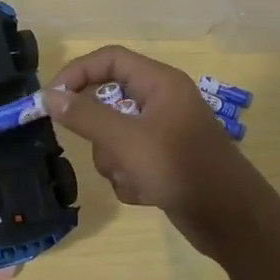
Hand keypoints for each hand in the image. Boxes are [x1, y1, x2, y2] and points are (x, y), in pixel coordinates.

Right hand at [45, 46, 261, 259]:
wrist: (230, 219)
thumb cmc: (180, 168)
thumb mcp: (127, 140)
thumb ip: (85, 116)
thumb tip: (49, 96)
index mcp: (159, 83)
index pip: (109, 59)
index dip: (77, 73)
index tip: (50, 99)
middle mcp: (161, 102)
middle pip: (108, 101)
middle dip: (100, 133)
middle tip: (107, 150)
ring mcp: (163, 134)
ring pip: (114, 137)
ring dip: (115, 161)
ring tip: (134, 177)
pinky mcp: (163, 163)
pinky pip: (128, 162)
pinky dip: (129, 179)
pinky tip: (147, 193)